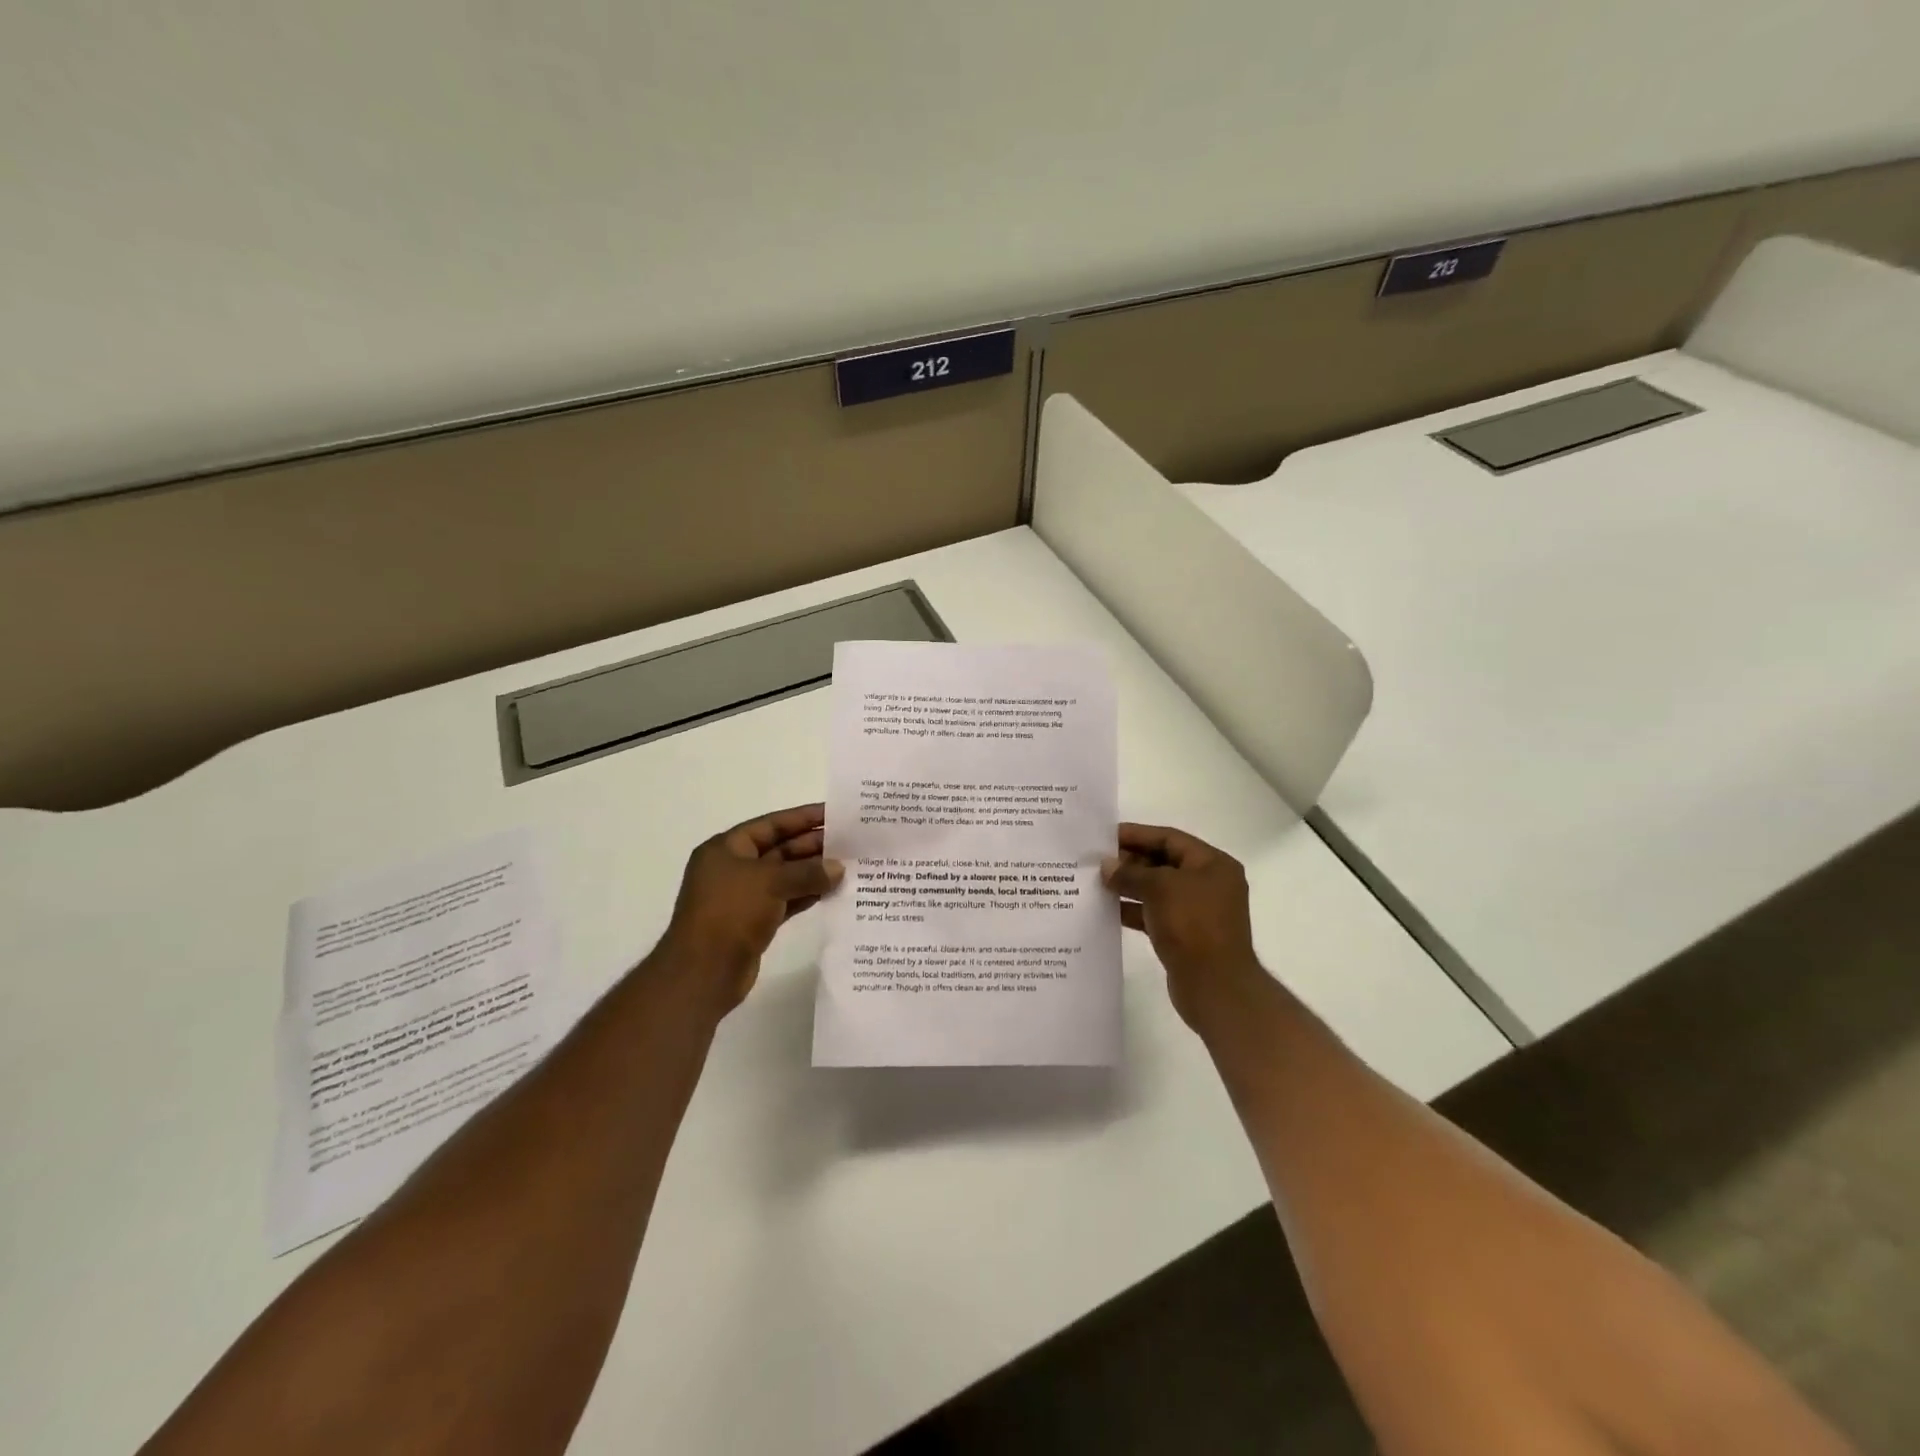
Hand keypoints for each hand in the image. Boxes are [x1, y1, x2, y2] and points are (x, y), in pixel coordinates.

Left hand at [658, 803, 842, 1012]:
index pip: (771, 824)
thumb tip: (838, 868)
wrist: (702, 973)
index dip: (803, 817)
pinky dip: (808, 895)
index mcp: (727, 848)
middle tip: (851, 843)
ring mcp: (744, 896)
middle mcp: (734, 868)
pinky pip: (787, 900)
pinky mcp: (754, 922)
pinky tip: (834, 891)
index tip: (835, 814)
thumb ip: (807, 872)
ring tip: (850, 866)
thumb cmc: (730, 914)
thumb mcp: (770, 883)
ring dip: (815, 872)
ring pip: (786, 876)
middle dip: (814, 846)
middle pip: (780, 849)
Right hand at [1103, 823, 1268, 1030]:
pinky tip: (1108, 910)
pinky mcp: (1185, 935)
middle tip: (1096, 861)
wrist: (1215, 986)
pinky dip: (1133, 910)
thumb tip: (1106, 866)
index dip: (1137, 834)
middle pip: (1163, 863)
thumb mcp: (1159, 888)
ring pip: (1157, 890)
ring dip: (1128, 886)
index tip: (1105, 836)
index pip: (1169, 838)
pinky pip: (1155, 914)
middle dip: (1130, 861)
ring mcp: (1197, 911)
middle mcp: (1208, 884)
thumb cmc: (1193, 925)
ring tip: (1096, 883)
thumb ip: (1130, 873)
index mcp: (1213, 864)